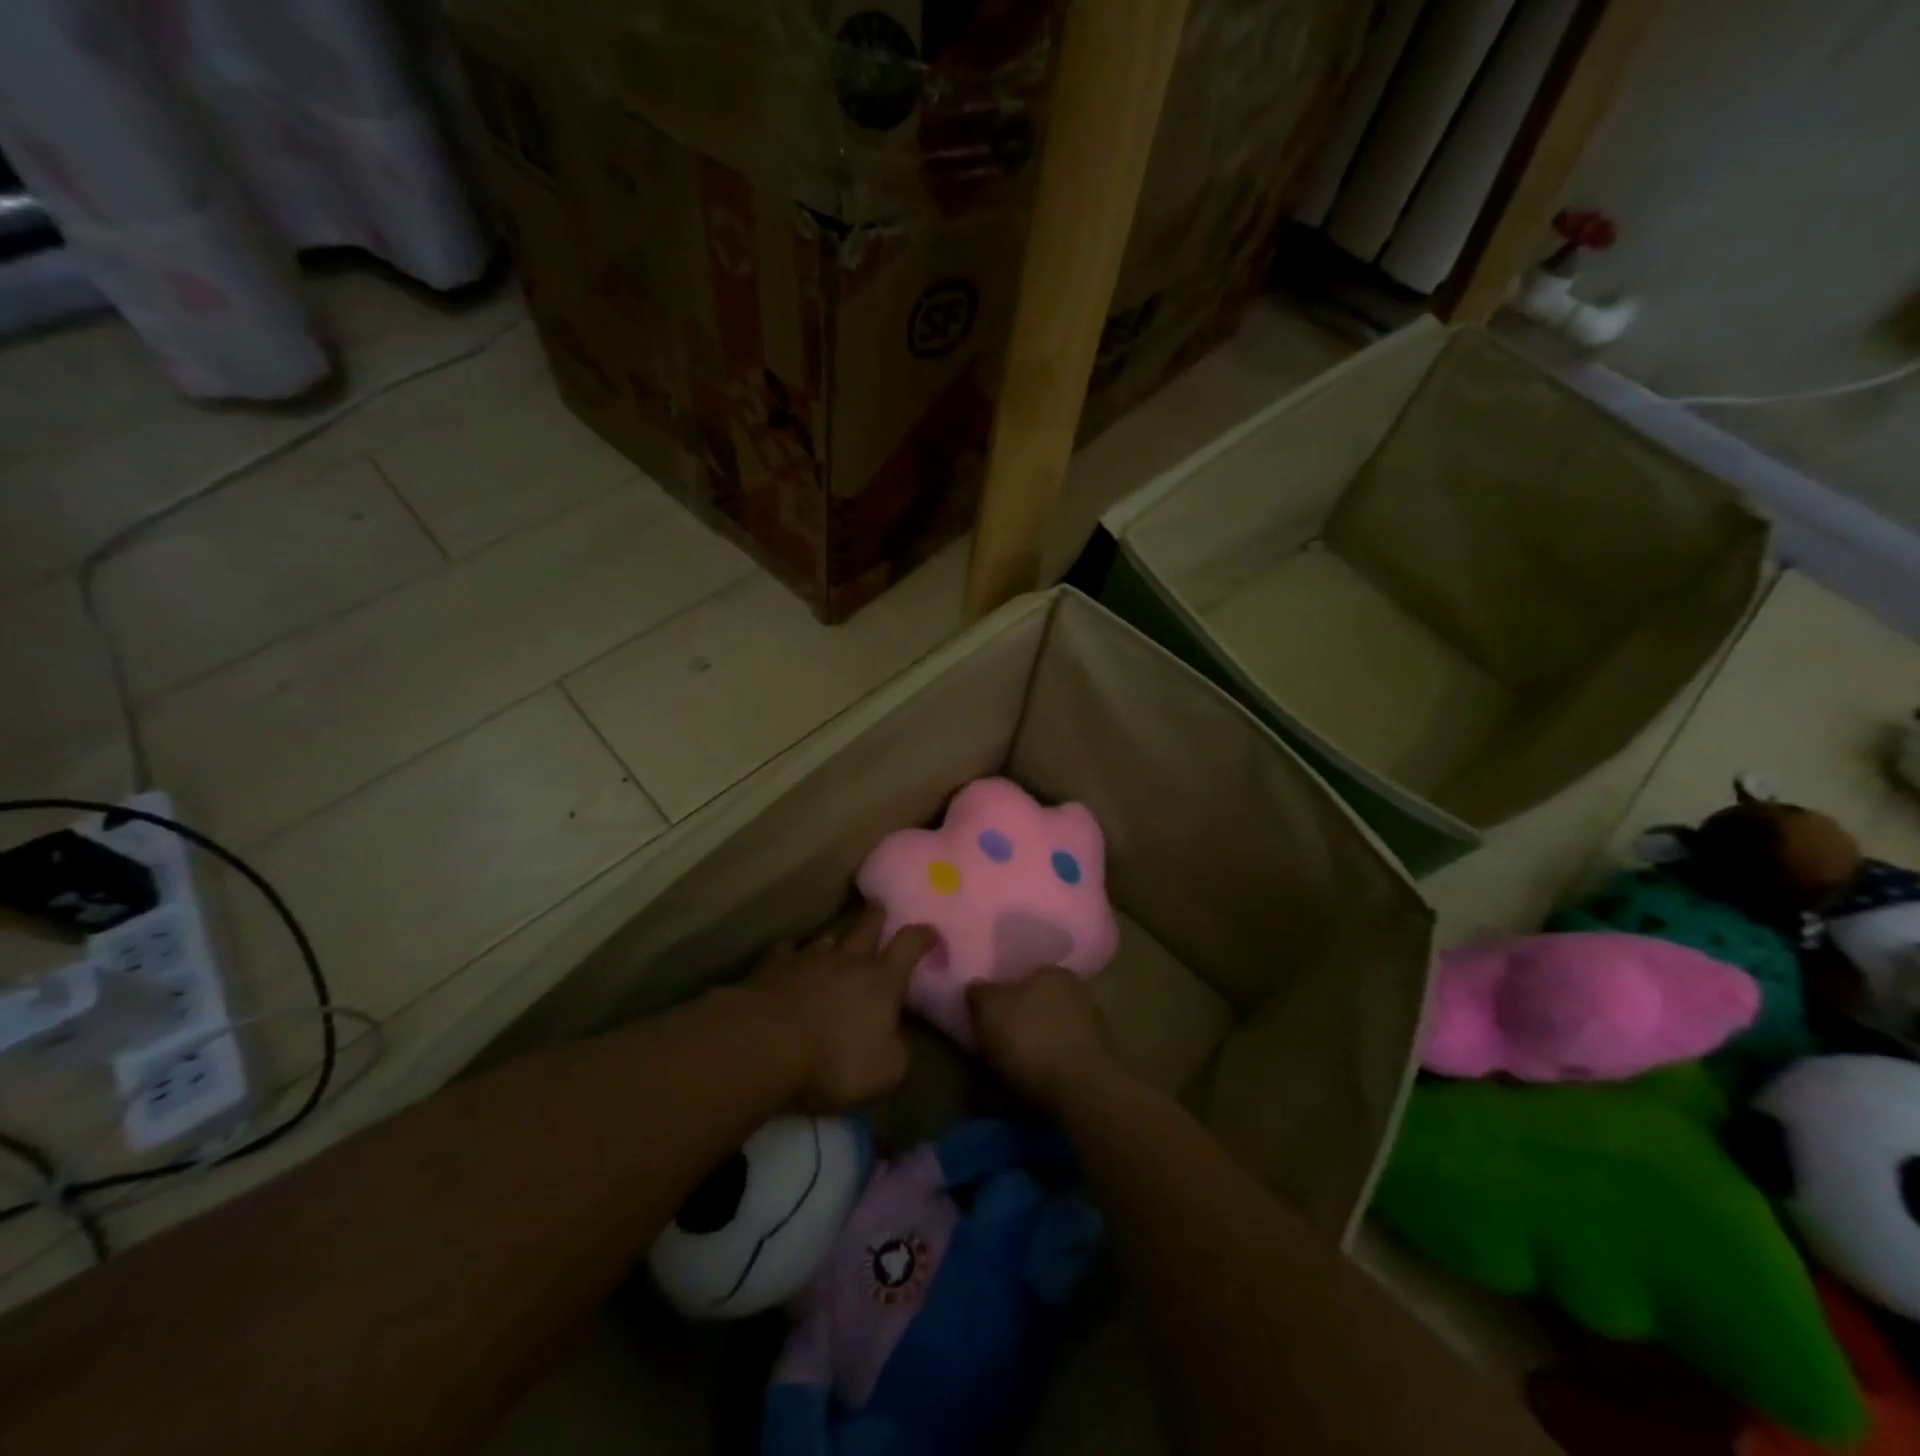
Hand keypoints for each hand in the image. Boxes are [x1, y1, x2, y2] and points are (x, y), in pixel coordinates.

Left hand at [747, 903, 937, 1112]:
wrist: (764, 1046)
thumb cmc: (834, 1060)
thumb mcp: (886, 1072)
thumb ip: (899, 1051)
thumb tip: (899, 1040)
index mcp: (882, 980)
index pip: (910, 944)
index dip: (924, 936)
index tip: (932, 934)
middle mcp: (847, 960)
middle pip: (866, 925)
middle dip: (876, 916)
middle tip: (880, 908)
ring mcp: (807, 959)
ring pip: (826, 938)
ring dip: (835, 940)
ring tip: (836, 942)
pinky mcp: (771, 967)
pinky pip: (786, 952)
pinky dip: (791, 954)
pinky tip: (789, 959)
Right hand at [968, 967, 1122, 1113]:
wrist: (1081, 1092)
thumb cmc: (1031, 1037)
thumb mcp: (989, 1007)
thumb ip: (979, 993)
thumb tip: (978, 989)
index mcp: (1054, 974)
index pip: (1023, 976)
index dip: (1000, 996)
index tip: (983, 1017)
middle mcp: (1076, 996)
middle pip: (1033, 1009)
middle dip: (1012, 1028)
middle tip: (988, 1048)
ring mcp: (1089, 1033)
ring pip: (1043, 1040)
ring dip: (1022, 1056)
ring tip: (995, 1079)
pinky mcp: (1092, 1068)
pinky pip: (1053, 1068)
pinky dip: (1035, 1078)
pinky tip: (1016, 1094)